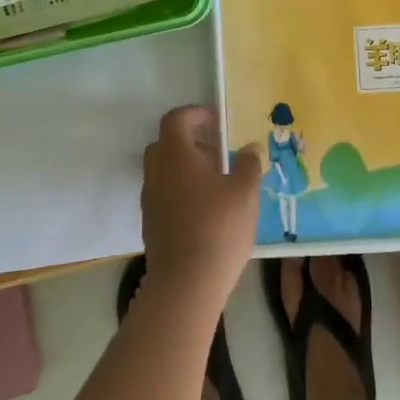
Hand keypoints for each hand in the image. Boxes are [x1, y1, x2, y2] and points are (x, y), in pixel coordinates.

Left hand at [141, 106, 261, 311]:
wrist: (185, 285)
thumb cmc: (218, 229)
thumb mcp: (245, 193)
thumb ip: (249, 164)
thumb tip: (250, 148)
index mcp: (176, 155)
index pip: (176, 119)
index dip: (195, 114)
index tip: (216, 121)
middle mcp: (156, 172)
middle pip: (166, 144)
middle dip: (190, 142)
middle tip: (217, 153)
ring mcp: (150, 200)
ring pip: (164, 171)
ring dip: (186, 169)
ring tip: (216, 185)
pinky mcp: (150, 224)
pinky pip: (163, 194)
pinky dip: (180, 191)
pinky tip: (205, 211)